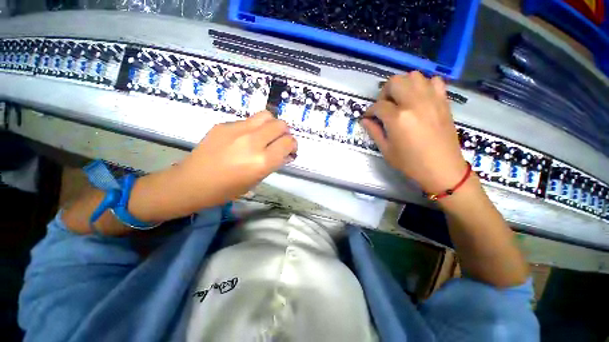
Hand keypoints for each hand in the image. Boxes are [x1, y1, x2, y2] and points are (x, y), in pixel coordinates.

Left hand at [161, 111, 296, 212]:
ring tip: (267, 135)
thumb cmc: (227, 189)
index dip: (293, 145)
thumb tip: (286, 154)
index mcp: (262, 161)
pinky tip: (246, 138)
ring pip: (266, 115)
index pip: (288, 142)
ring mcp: (237, 130)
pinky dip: (254, 127)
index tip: (290, 150)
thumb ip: (274, 164)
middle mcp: (253, 142)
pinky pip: (248, 120)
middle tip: (280, 141)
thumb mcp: (256, 180)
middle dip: (285, 133)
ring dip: (272, 125)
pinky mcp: (224, 124)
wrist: (192, 182)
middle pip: (280, 125)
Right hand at [361, 72, 466, 193]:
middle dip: (384, 93)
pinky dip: (423, 85)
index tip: (368, 117)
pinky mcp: (443, 101)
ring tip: (400, 100)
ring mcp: (431, 99)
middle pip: (395, 82)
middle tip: (384, 106)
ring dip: (403, 85)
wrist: (442, 168)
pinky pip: (433, 81)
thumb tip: (365, 120)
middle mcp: (414, 103)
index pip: (378, 106)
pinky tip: (419, 98)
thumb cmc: (410, 163)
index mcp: (398, 118)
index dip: (370, 111)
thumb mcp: (386, 150)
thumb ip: (374, 131)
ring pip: (414, 76)